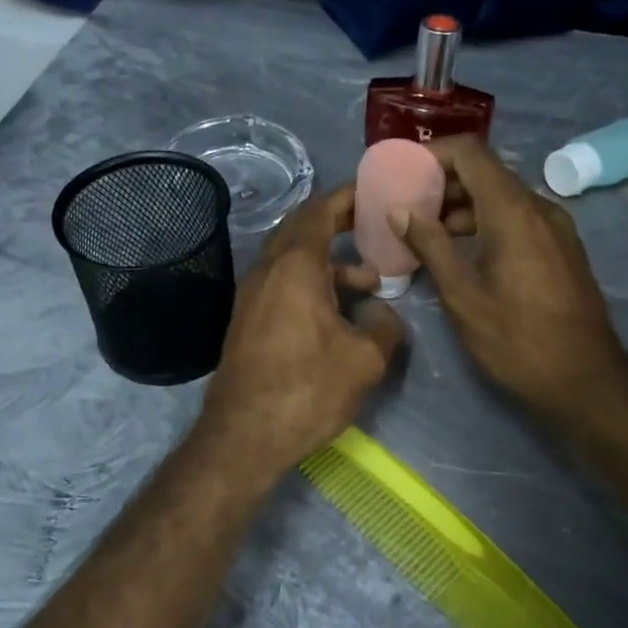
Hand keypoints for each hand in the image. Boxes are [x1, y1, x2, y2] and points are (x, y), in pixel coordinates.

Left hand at [197, 185, 403, 476]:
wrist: (243, 436)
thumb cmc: (307, 390)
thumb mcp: (364, 360)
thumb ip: (384, 326)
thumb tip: (383, 314)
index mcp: (294, 266)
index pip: (318, 211)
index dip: (346, 197)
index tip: (372, 192)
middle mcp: (267, 271)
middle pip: (301, 229)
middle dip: (337, 224)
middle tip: (372, 226)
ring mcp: (251, 296)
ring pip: (292, 261)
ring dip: (328, 262)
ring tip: (368, 282)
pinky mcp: (247, 320)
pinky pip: (282, 284)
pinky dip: (311, 283)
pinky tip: (336, 313)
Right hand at [394, 135, 627, 421]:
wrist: (585, 380)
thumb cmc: (516, 340)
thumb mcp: (463, 296)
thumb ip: (431, 245)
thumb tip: (399, 210)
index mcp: (513, 211)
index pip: (470, 153)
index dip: (432, 154)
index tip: (401, 173)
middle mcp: (539, 208)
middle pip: (486, 172)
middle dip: (443, 183)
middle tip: (405, 206)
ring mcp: (555, 227)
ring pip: (502, 197)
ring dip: (463, 207)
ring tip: (426, 233)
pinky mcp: (561, 248)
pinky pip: (518, 219)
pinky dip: (486, 223)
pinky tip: (462, 252)